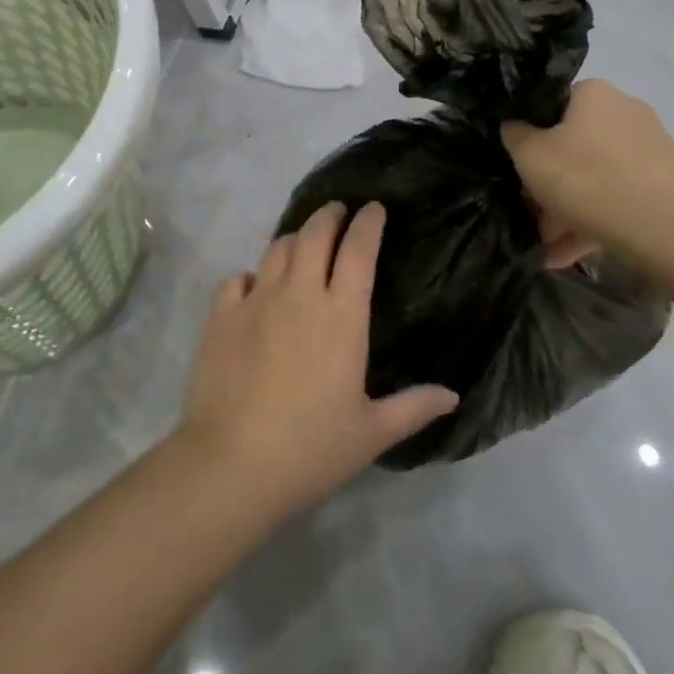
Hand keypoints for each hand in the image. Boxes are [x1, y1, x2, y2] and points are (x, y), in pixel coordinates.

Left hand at [174, 202, 458, 517]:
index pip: (358, 250)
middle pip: (315, 234)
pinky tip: (255, 286)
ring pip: (277, 249)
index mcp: (341, 316)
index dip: (368, 223)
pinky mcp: (221, 316)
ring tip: (303, 243)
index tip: (374, 208)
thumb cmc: (311, 449)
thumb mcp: (371, 432)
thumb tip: (453, 396)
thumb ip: (413, 407)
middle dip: (330, 215)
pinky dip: (253, 274)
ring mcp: (256, 301)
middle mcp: (299, 294)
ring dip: (295, 238)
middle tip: (339, 211)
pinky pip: (238, 278)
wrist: (232, 465)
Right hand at [502, 79, 673, 269]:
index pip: (549, 105)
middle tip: (529, 213)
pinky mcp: (666, 185)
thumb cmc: (589, 178)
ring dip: (565, 211)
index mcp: (593, 94)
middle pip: (571, 146)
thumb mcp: (530, 155)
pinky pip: (616, 200)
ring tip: (545, 249)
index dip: (527, 135)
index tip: (515, 166)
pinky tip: (565, 257)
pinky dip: (591, 224)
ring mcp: (650, 150)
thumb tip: (515, 127)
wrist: (673, 229)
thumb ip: (514, 135)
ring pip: (593, 178)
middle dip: (547, 183)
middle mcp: (625, 113)